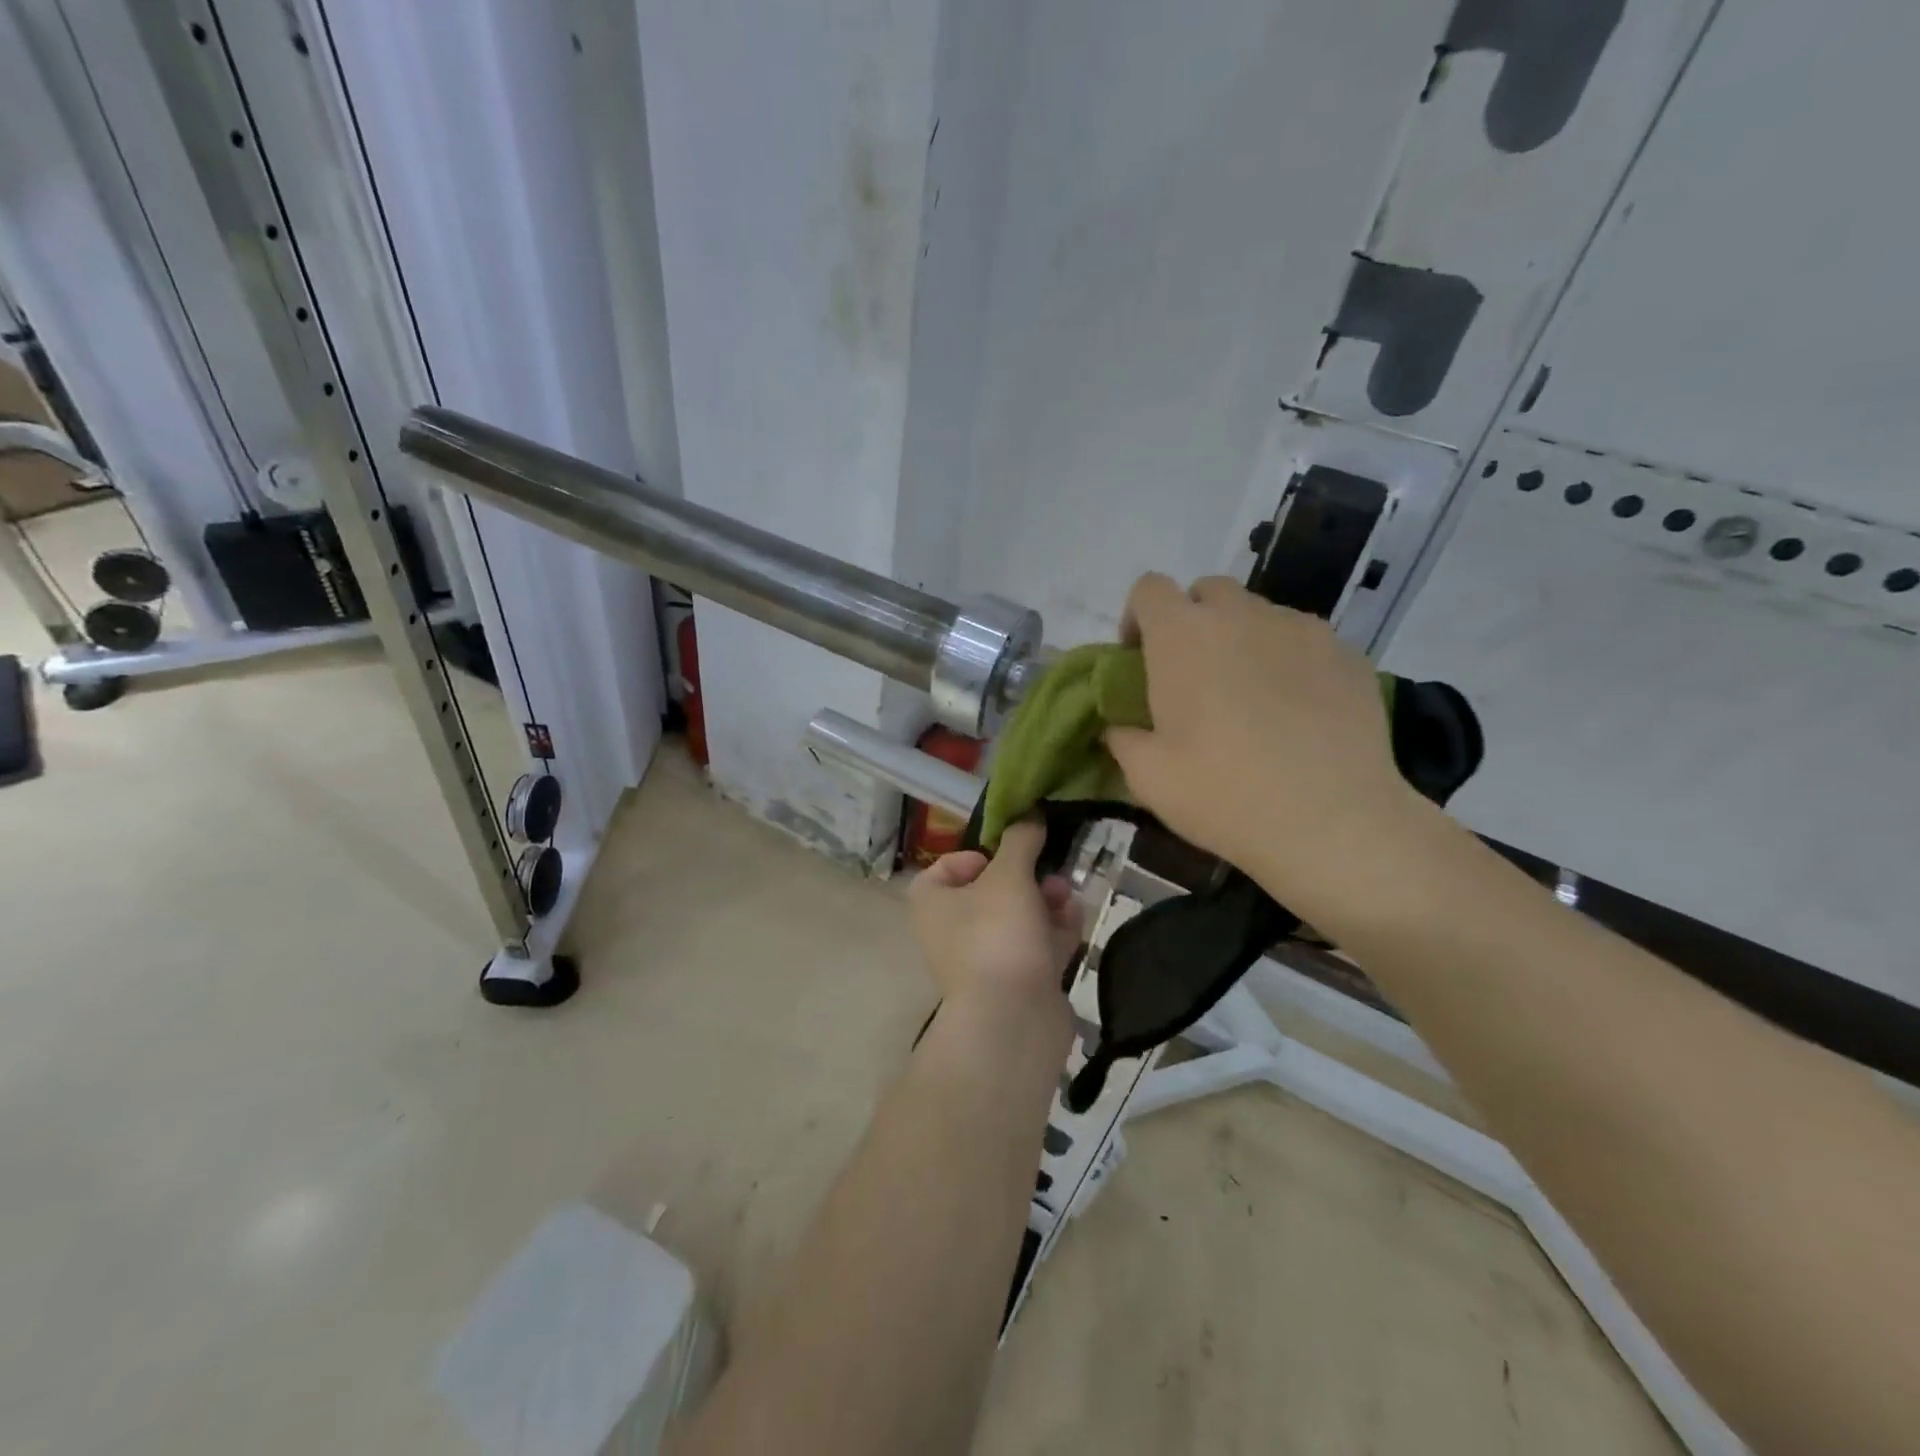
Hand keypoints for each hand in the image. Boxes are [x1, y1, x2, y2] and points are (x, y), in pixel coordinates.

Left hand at [909, 821, 1081, 1024]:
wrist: (1012, 1021)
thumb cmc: (997, 934)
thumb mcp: (1008, 875)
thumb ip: (1021, 841)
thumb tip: (1030, 815)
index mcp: (933, 903)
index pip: (945, 869)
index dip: (975, 857)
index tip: (1004, 856)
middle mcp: (953, 931)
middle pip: (991, 892)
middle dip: (1026, 877)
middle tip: (1049, 873)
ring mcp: (986, 960)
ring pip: (1018, 919)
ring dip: (1045, 902)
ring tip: (1066, 896)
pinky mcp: (1017, 983)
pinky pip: (1037, 947)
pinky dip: (1055, 932)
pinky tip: (1076, 920)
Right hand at [1104, 573, 1430, 903]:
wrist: (1331, 821)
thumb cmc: (1223, 793)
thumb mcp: (1147, 776)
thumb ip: (1122, 738)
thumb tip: (1120, 726)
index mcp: (1182, 636)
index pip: (1149, 588)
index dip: (1138, 617)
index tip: (1139, 659)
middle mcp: (1241, 615)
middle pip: (1208, 591)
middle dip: (1193, 621)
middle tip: (1194, 675)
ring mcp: (1301, 629)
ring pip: (1260, 614)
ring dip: (1242, 640)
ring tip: (1251, 697)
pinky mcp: (1347, 653)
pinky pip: (1304, 641)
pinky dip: (1289, 661)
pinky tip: (1297, 712)